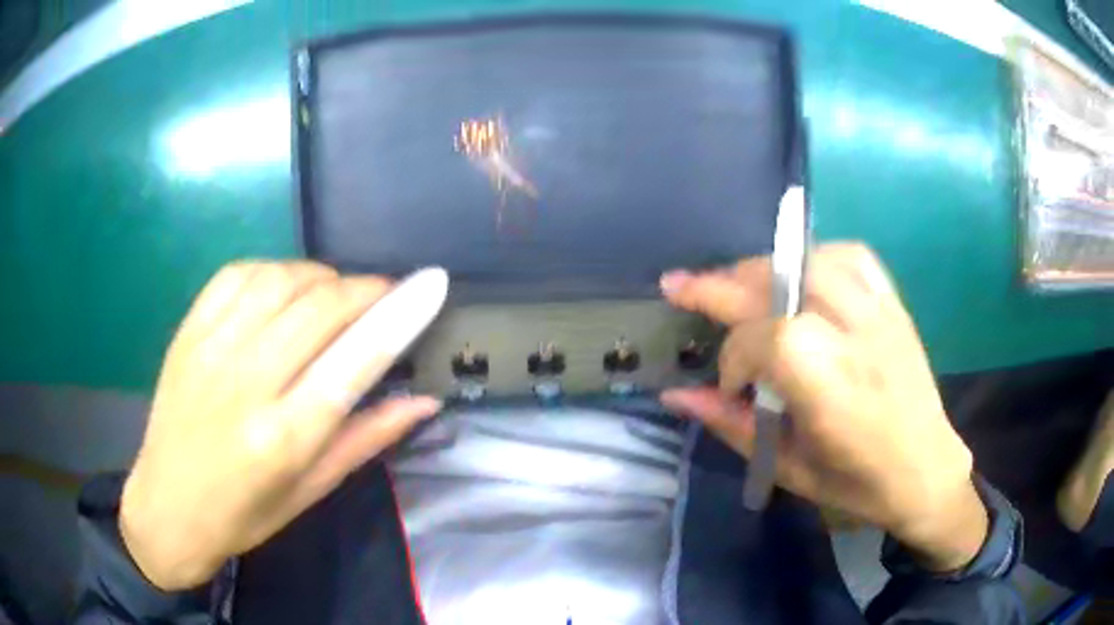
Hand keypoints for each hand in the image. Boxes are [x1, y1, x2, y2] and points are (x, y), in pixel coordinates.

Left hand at [120, 261, 447, 589]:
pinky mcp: (188, 331)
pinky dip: (275, 270)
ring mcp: (210, 350)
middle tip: (384, 297)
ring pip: (281, 279)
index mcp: (284, 438)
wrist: (167, 507)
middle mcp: (246, 384)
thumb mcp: (312, 490)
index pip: (354, 360)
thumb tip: (425, 401)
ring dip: (321, 277)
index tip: (432, 283)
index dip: (399, 314)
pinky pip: (238, 274)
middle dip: (365, 290)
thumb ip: (368, 438)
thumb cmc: (245, 514)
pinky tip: (284, 290)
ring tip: (333, 296)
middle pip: (320, 307)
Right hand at [660, 243, 986, 571]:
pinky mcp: (893, 303)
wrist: (926, 469)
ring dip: (762, 268)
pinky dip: (814, 258)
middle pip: (779, 283)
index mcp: (831, 387)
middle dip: (721, 285)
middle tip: (679, 286)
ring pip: (809, 260)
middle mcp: (856, 335)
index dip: (731, 357)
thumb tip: (675, 395)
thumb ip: (732, 424)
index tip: (727, 386)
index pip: (762, 338)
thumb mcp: (788, 468)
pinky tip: (798, 276)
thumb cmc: (857, 482)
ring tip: (737, 285)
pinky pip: (850, 256)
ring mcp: (879, 311)